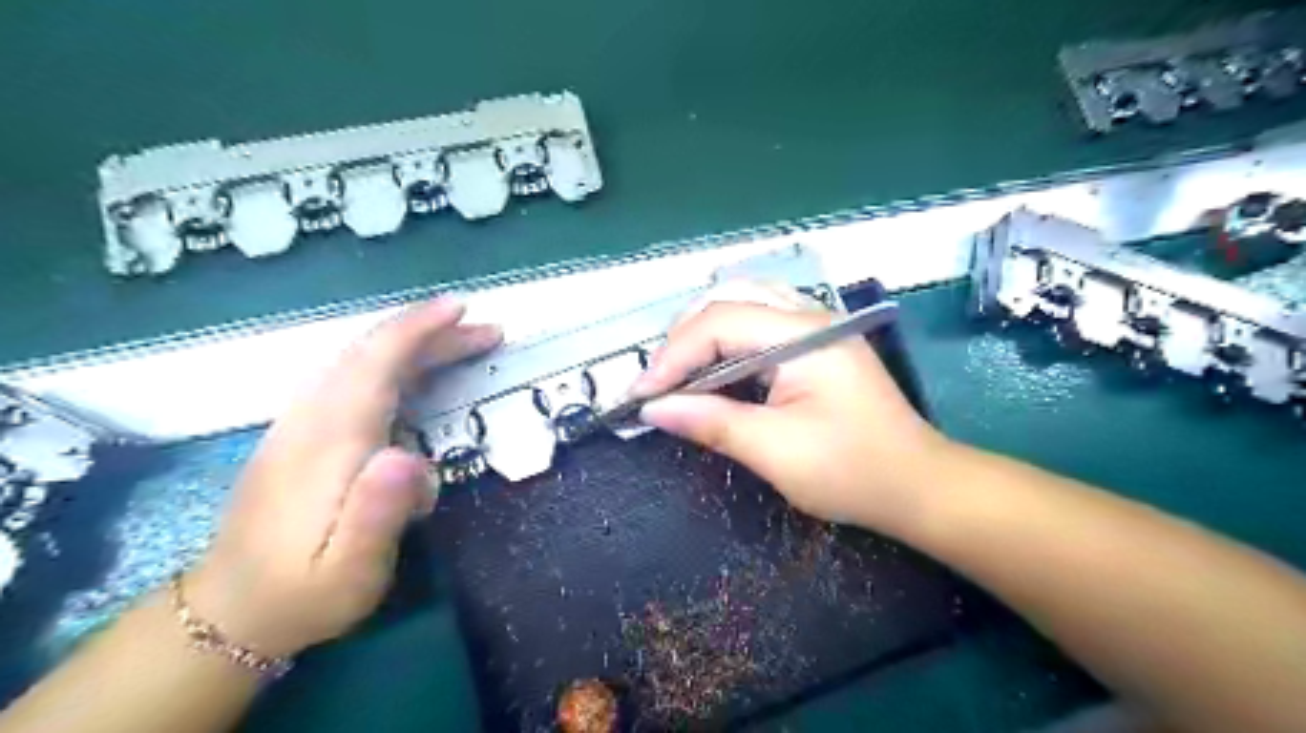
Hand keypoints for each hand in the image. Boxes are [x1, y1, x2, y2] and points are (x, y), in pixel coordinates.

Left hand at [185, 297, 501, 658]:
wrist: (229, 613)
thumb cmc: (304, 594)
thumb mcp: (351, 571)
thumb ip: (378, 513)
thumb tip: (409, 457)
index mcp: (329, 444)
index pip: (374, 366)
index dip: (418, 330)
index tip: (461, 310)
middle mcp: (311, 420)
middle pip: (371, 355)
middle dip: (431, 334)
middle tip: (488, 333)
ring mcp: (300, 424)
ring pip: (360, 362)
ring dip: (415, 345)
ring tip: (464, 345)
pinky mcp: (301, 434)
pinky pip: (351, 378)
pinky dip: (392, 362)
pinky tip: (416, 373)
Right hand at [633, 285, 951, 531]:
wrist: (918, 486)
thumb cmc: (852, 472)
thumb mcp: (775, 451)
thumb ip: (712, 422)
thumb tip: (654, 409)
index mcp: (803, 336)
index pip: (719, 323)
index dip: (672, 356)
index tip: (642, 395)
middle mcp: (809, 317)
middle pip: (728, 300)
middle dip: (683, 338)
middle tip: (659, 382)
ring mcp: (815, 327)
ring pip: (743, 304)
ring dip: (702, 333)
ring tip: (678, 373)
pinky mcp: (816, 344)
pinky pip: (759, 323)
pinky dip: (726, 341)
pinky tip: (713, 368)